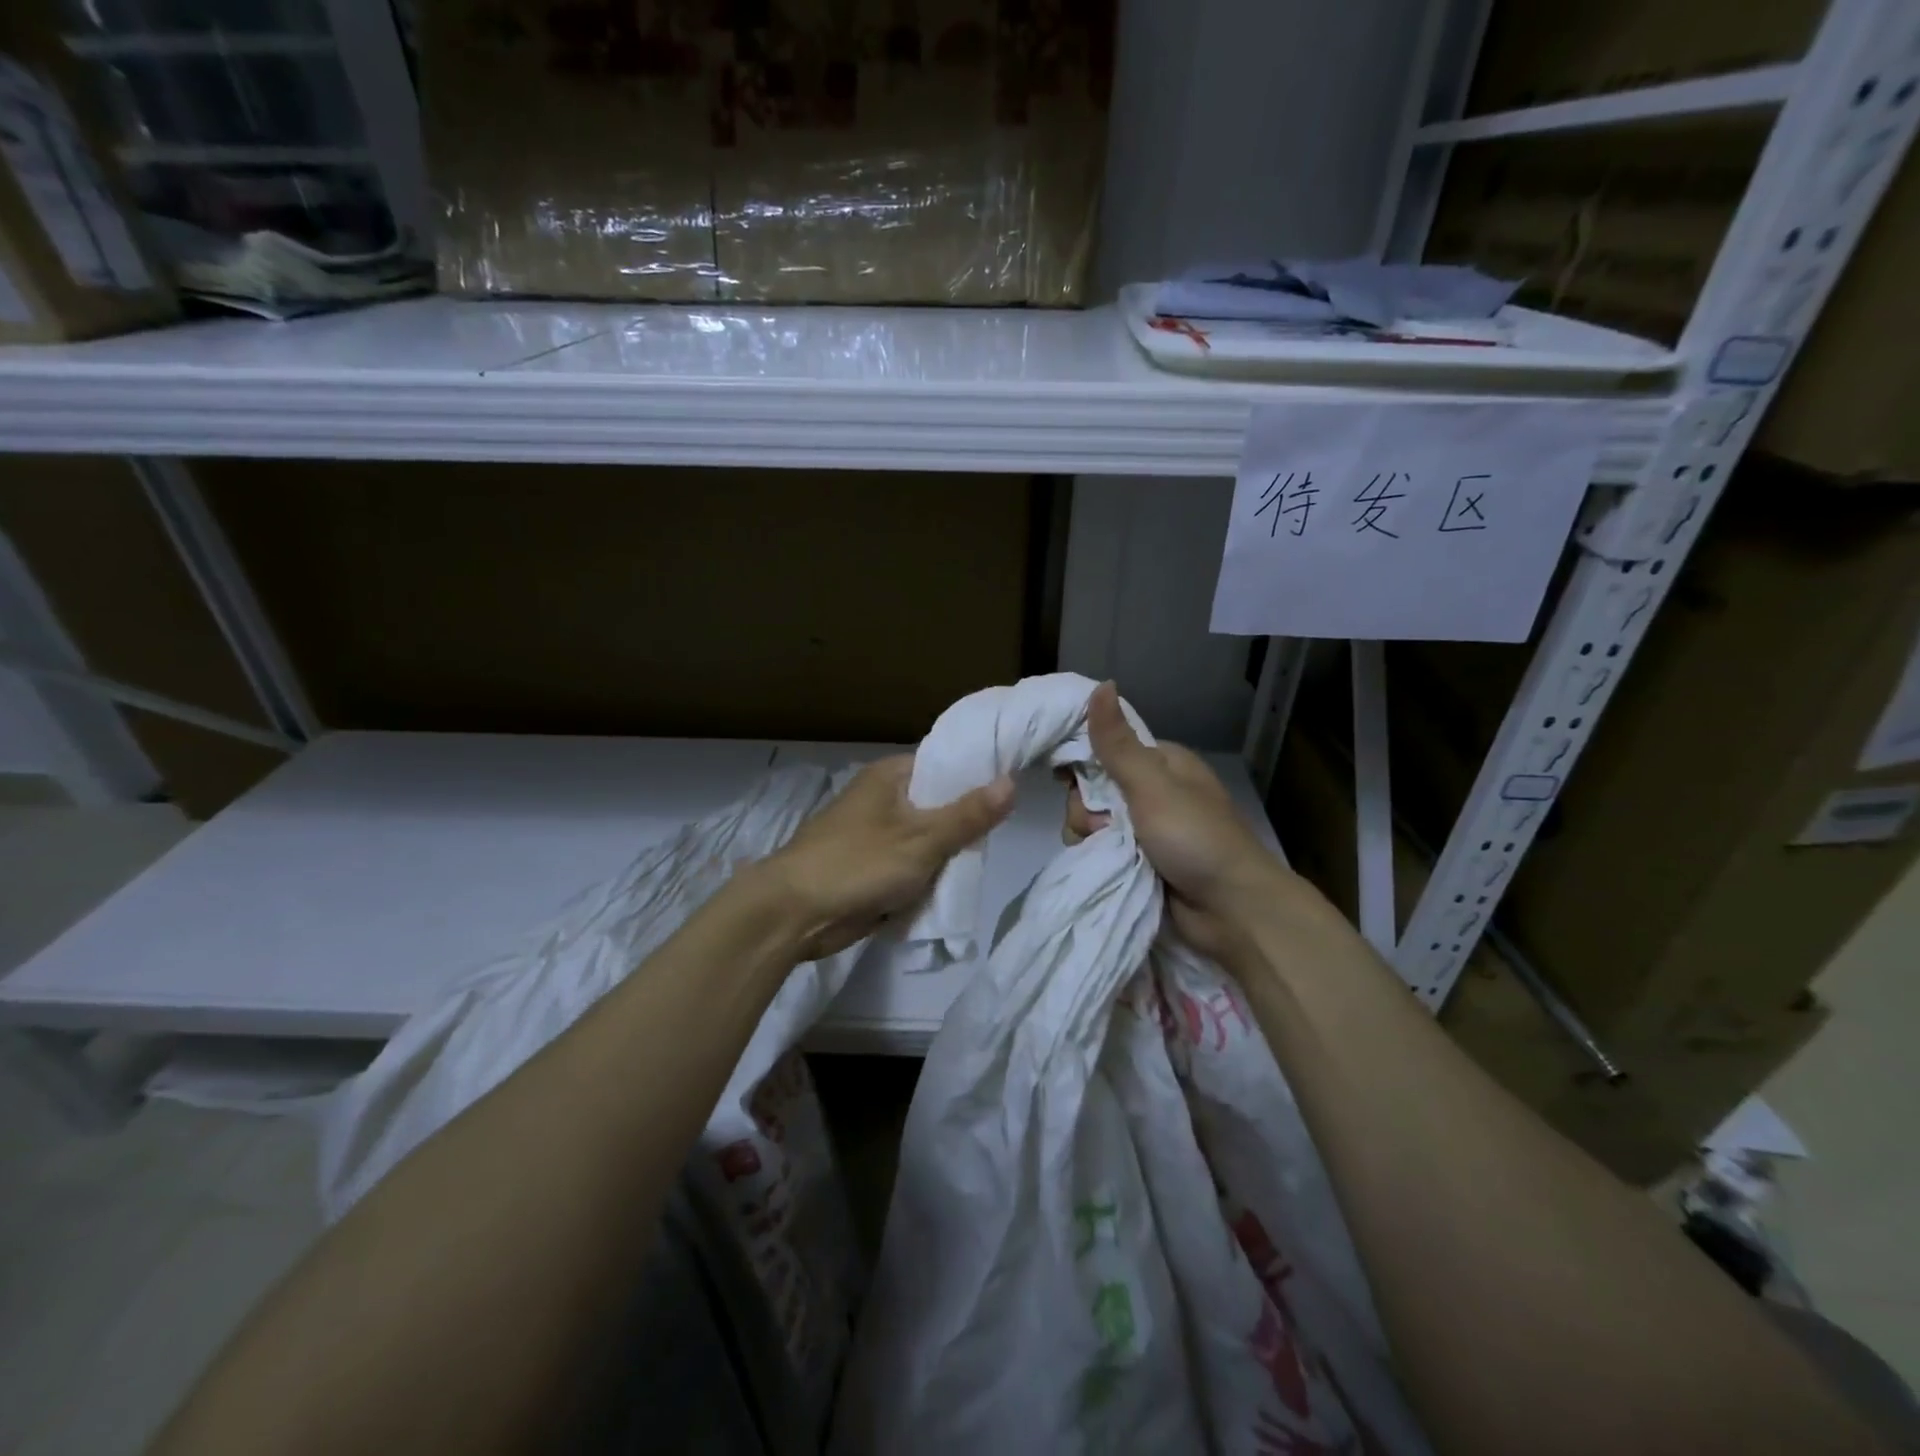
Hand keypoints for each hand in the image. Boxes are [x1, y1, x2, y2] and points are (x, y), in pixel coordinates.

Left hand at [756, 755, 1015, 961]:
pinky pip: (909, 866)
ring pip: (926, 840)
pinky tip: (947, 888)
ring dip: (944, 857)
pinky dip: (924, 878)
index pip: (945, 765)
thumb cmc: (858, 864)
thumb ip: (968, 815)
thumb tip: (1011, 781)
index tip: (1011, 794)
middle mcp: (882, 798)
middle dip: (962, 827)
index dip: (977, 777)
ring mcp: (874, 835)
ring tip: (975, 866)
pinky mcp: (869, 867)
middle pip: (938, 805)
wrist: (793, 914)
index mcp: (891, 776)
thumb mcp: (923, 839)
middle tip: (993, 841)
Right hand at [1064, 681, 1295, 961]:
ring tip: (1107, 853)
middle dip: (1086, 810)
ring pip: (1093, 823)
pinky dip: (1100, 858)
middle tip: (1100, 827)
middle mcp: (1153, 792)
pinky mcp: (1142, 863)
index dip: (1082, 763)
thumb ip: (1118, 743)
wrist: (1232, 911)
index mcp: (1162, 764)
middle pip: (1094, 790)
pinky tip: (1104, 867)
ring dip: (1091, 837)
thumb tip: (1102, 683)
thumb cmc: (1195, 838)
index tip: (1064, 780)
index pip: (1105, 750)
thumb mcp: (1152, 785)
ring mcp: (1147, 831)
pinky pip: (1103, 851)